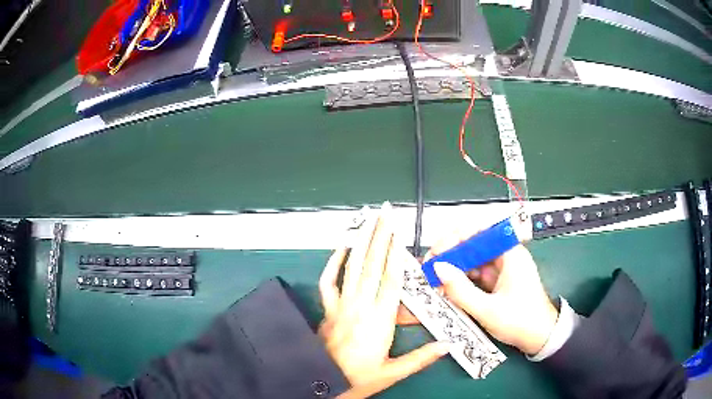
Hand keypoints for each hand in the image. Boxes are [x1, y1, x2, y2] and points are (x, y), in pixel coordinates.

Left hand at [318, 204, 448, 398]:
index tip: (399, 232)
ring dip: (361, 241)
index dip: (395, 254)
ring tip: (368, 219)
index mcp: (379, 320)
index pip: (391, 280)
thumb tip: (447, 345)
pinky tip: (341, 246)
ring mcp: (341, 305)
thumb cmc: (359, 378)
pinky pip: (329, 281)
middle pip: (372, 265)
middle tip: (385, 212)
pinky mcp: (328, 309)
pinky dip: (334, 262)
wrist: (323, 382)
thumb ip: (420, 358)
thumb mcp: (393, 372)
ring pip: (353, 268)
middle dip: (380, 236)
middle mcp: (361, 306)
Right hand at [428, 234, 557, 355]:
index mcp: (510, 254)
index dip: (456, 237)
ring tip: (434, 278)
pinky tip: (448, 287)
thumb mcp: (487, 310)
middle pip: (473, 243)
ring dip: (453, 267)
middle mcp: (506, 255)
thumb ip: (460, 290)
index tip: (437, 252)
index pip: (480, 231)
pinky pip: (475, 274)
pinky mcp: (497, 281)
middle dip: (450, 253)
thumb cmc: (520, 322)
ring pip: (472, 259)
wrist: (540, 338)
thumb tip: (438, 268)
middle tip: (429, 266)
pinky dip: (461, 279)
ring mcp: (502, 268)